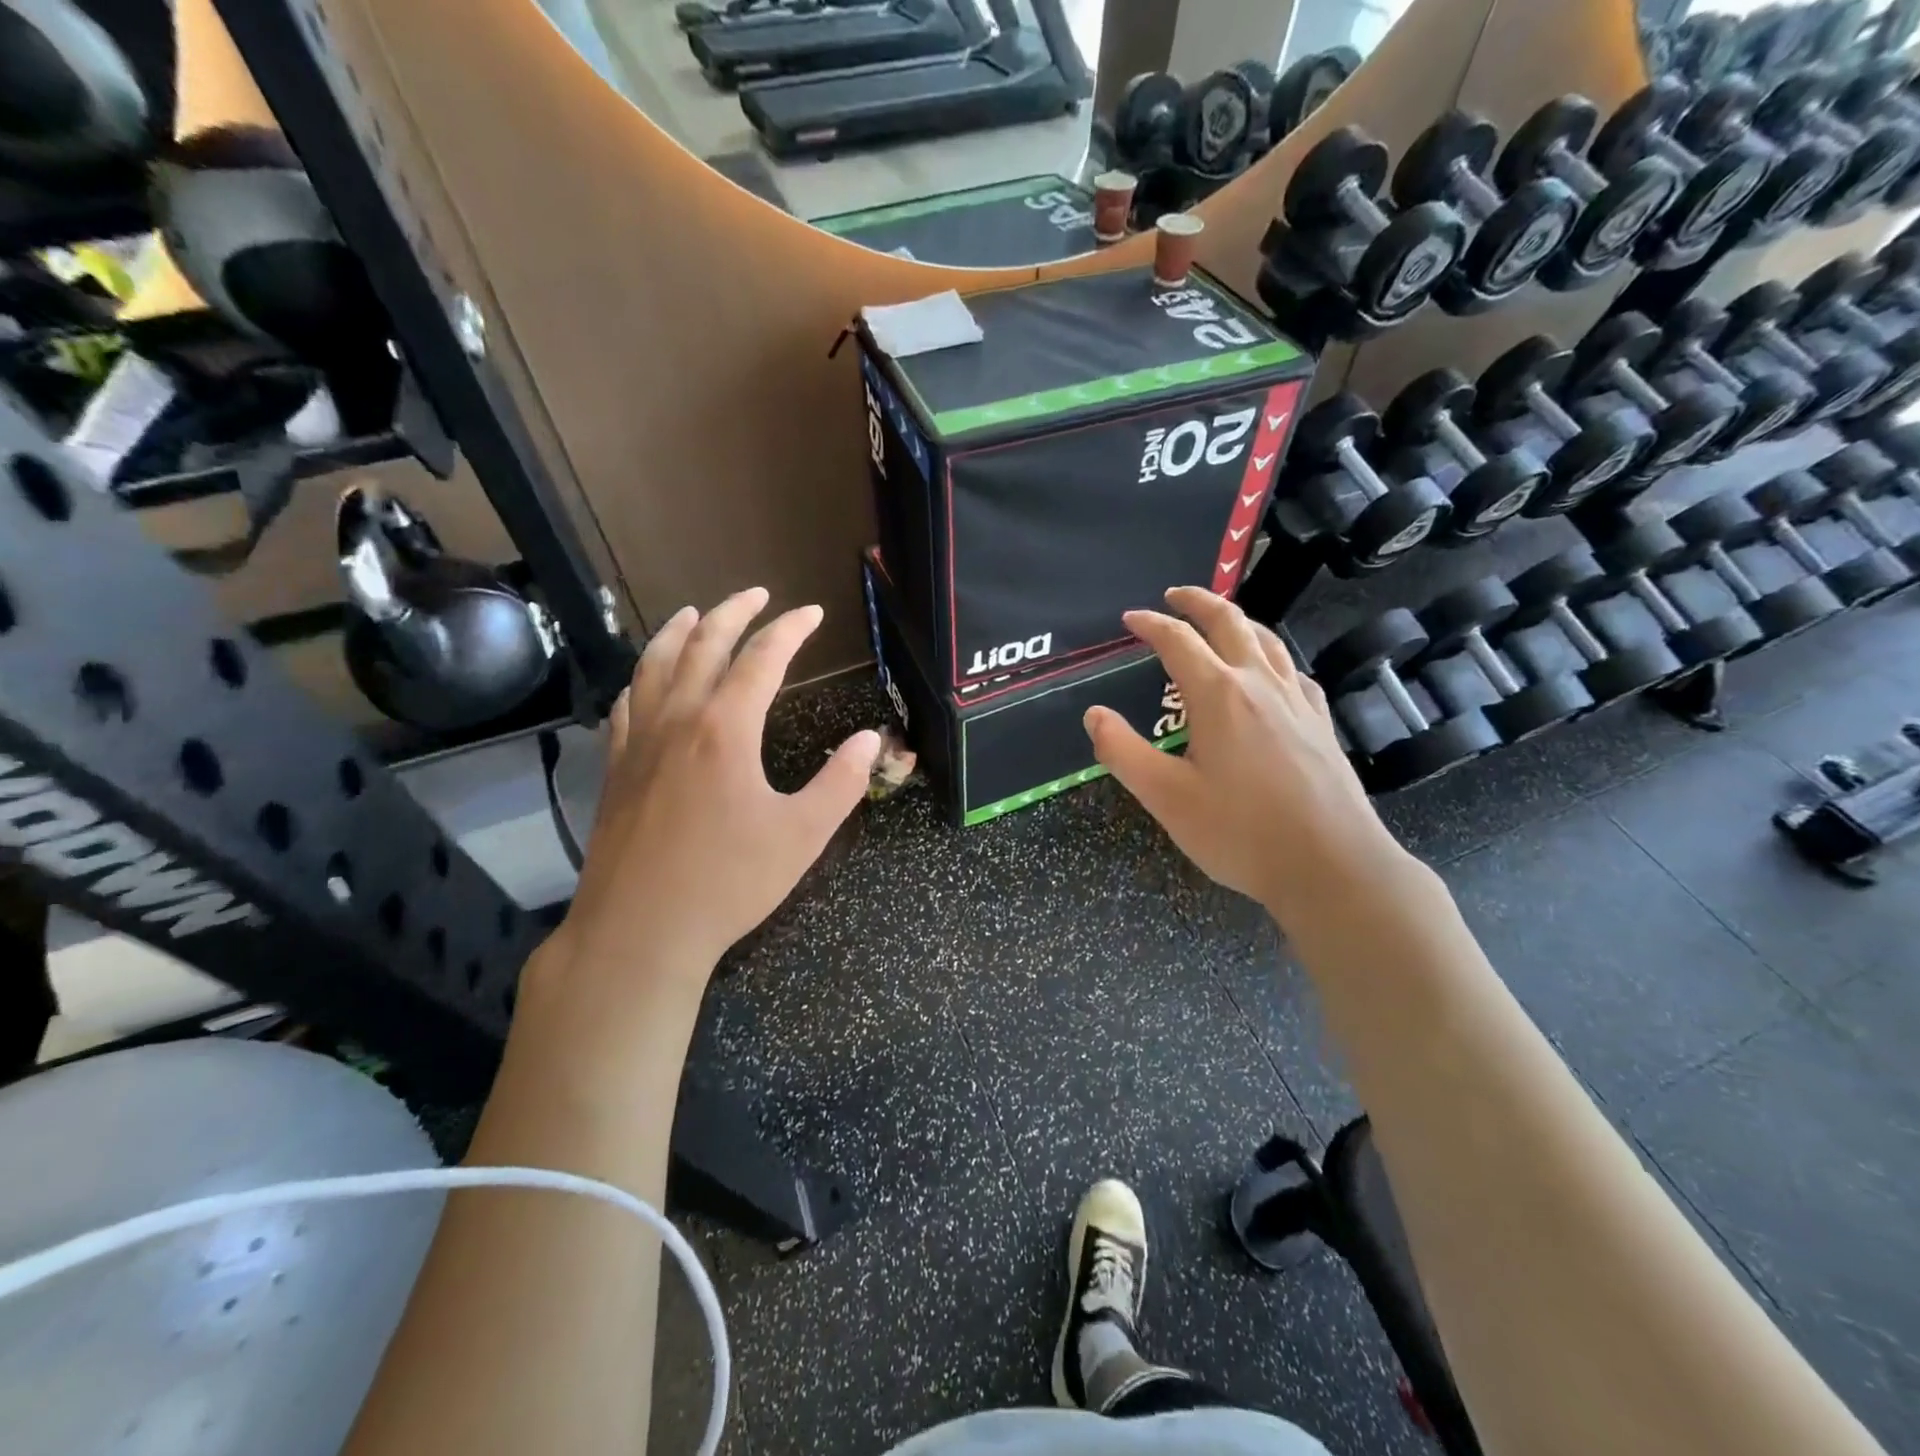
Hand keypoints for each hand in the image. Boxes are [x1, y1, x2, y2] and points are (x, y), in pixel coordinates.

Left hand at [561, 588, 879, 986]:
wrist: (640, 929)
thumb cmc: (728, 882)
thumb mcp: (802, 835)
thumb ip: (841, 782)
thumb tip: (872, 739)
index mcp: (726, 729)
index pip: (762, 658)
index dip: (790, 629)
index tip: (812, 613)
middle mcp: (678, 720)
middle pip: (703, 645)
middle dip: (733, 612)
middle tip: (758, 594)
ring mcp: (639, 741)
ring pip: (654, 665)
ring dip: (678, 631)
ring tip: (694, 612)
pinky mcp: (617, 767)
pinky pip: (628, 703)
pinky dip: (643, 676)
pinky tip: (648, 679)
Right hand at [1084, 586, 1407, 924]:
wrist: (1332, 865)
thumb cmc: (1241, 833)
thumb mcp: (1166, 798)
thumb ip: (1123, 752)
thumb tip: (1093, 714)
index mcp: (1218, 695)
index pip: (1178, 640)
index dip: (1150, 624)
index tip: (1130, 619)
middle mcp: (1260, 684)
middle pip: (1229, 621)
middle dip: (1198, 601)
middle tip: (1174, 595)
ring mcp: (1297, 701)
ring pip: (1267, 640)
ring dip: (1238, 620)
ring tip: (1219, 621)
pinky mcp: (1320, 723)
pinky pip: (1293, 670)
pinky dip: (1271, 655)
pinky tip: (1270, 672)